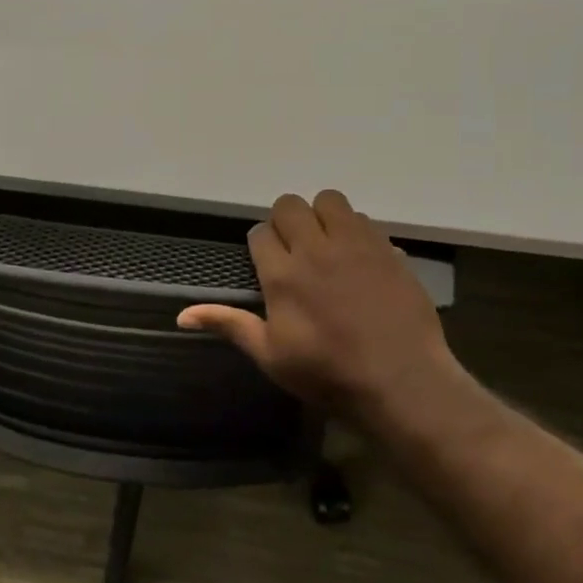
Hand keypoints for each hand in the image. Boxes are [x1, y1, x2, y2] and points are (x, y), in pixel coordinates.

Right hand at [178, 190, 462, 419]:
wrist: (401, 381)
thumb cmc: (328, 374)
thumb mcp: (271, 356)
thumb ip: (230, 325)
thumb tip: (181, 314)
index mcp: (283, 275)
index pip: (260, 234)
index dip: (261, 245)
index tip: (268, 264)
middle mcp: (316, 249)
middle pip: (290, 206)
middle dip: (286, 221)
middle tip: (294, 249)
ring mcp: (355, 245)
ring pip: (330, 201)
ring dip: (322, 216)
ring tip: (326, 245)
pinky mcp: (387, 249)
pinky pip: (364, 220)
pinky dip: (354, 231)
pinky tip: (358, 259)